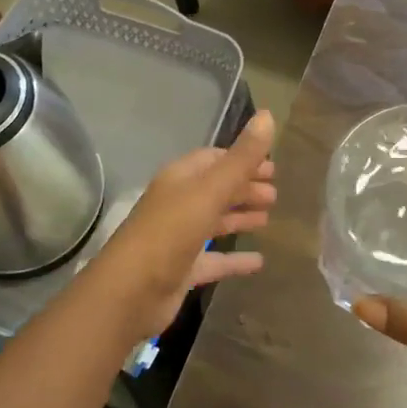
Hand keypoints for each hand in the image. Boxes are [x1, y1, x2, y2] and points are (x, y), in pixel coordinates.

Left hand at [96, 110, 277, 343]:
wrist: (130, 292)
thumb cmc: (170, 232)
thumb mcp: (209, 191)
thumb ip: (241, 158)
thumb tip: (267, 116)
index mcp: (180, 178)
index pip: (214, 159)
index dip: (242, 159)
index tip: (272, 166)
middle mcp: (178, 203)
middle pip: (216, 189)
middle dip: (244, 188)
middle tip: (276, 193)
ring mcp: (178, 237)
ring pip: (214, 221)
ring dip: (240, 217)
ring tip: (269, 218)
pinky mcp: (182, 269)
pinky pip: (214, 259)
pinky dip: (235, 259)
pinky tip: (259, 262)